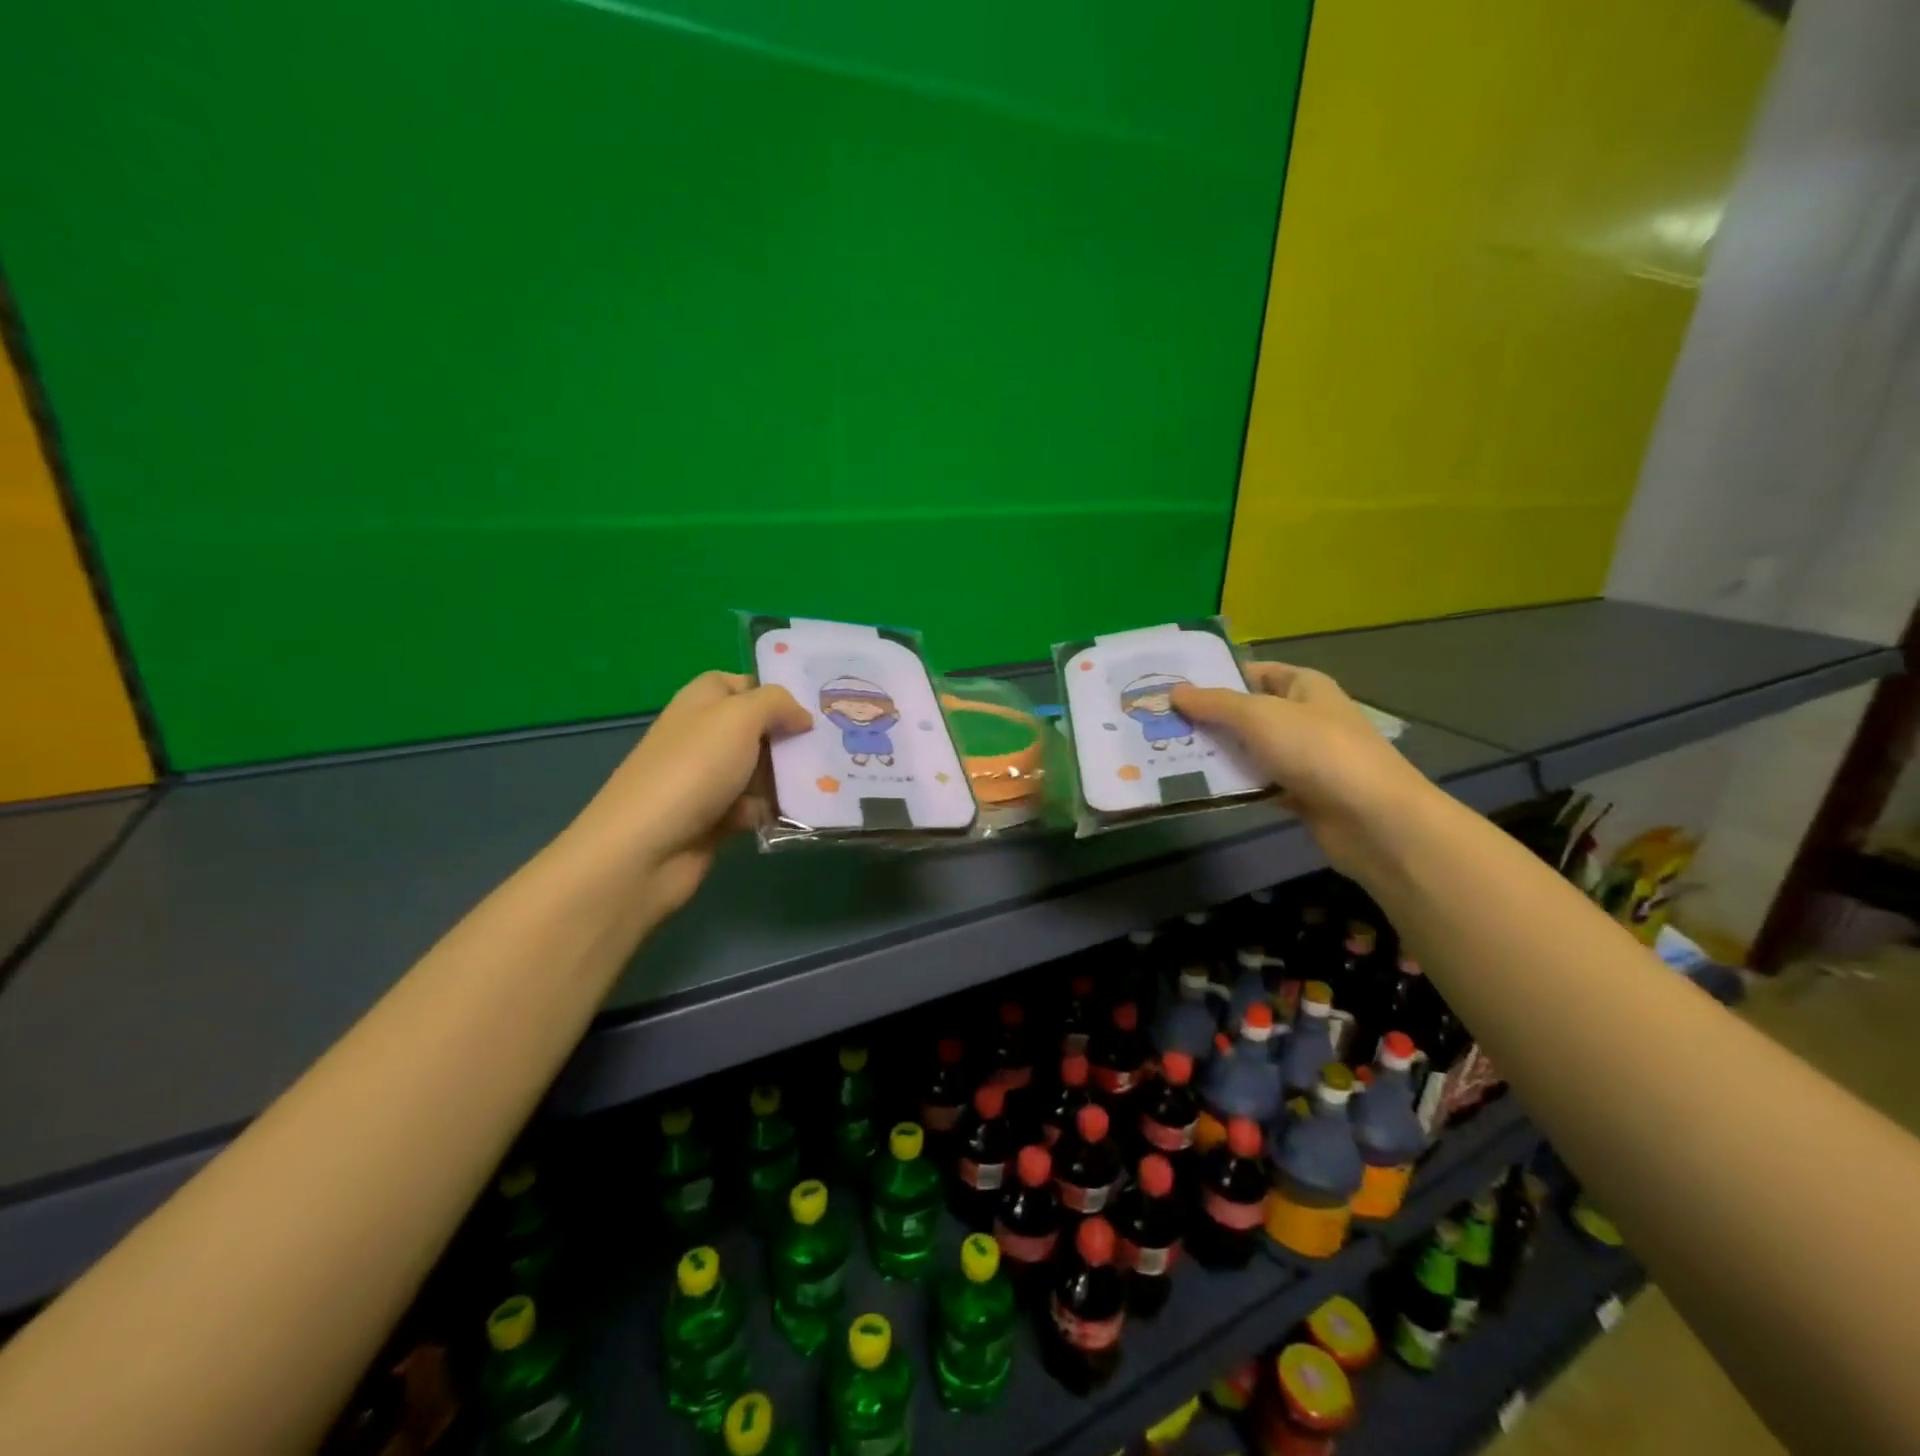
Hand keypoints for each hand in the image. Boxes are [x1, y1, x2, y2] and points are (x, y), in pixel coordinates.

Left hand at [570, 671, 811, 914]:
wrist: (645, 849)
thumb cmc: (693, 769)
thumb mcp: (739, 718)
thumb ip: (776, 703)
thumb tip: (801, 716)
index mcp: (702, 702)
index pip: (742, 684)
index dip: (774, 691)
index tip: (813, 707)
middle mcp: (703, 736)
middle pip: (758, 730)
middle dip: (791, 739)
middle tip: (832, 746)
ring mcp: (707, 780)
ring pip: (761, 771)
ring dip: (787, 779)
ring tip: (827, 783)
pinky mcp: (714, 819)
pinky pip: (755, 808)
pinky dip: (772, 812)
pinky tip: (793, 817)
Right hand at [1171, 662, 1433, 873]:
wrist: (1373, 819)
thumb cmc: (1317, 751)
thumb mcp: (1259, 716)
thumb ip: (1215, 703)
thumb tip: (1174, 692)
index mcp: (1304, 686)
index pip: (1254, 672)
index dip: (1217, 675)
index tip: (1174, 686)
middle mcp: (1305, 717)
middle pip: (1248, 712)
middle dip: (1208, 718)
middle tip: (1161, 723)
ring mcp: (1304, 758)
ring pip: (1250, 750)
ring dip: (1217, 754)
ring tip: (1168, 753)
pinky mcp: (1301, 794)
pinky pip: (1258, 783)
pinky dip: (1235, 785)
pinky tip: (1200, 787)